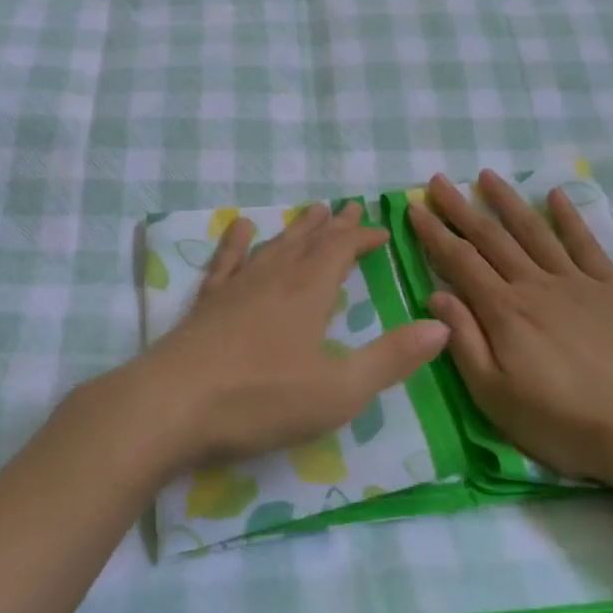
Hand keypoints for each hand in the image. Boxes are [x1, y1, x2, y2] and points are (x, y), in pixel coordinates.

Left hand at [116, 201, 450, 471]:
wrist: (171, 405)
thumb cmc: (260, 400)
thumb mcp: (338, 389)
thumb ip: (391, 359)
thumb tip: (441, 326)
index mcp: (308, 293)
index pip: (340, 250)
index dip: (361, 237)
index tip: (381, 230)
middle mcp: (274, 278)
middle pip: (308, 241)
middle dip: (332, 226)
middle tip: (348, 207)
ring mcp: (235, 287)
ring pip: (273, 246)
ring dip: (296, 229)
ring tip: (310, 211)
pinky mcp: (206, 304)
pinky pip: (226, 261)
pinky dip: (236, 242)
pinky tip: (239, 228)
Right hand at [408, 170, 612, 483]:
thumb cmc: (562, 423)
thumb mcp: (496, 396)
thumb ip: (465, 342)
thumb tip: (437, 295)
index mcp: (504, 311)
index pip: (459, 261)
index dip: (434, 233)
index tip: (414, 207)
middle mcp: (535, 285)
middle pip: (490, 237)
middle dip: (460, 207)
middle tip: (438, 180)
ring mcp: (575, 282)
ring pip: (533, 231)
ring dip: (507, 201)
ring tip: (486, 175)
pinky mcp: (610, 289)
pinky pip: (585, 244)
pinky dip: (569, 217)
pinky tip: (555, 195)